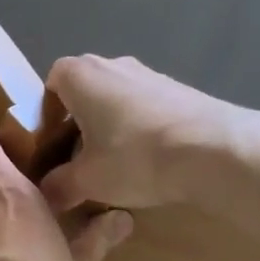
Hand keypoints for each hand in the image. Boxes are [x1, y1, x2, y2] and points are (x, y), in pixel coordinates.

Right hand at [39, 55, 233, 212]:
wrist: (215, 150)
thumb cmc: (135, 156)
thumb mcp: (87, 181)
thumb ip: (58, 186)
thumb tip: (45, 196)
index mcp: (81, 75)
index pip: (51, 82)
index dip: (47, 113)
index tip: (51, 144)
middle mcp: (113, 64)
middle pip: (85, 90)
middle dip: (78, 122)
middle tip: (78, 158)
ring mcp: (151, 74)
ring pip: (116, 98)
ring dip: (110, 126)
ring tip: (115, 164)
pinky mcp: (180, 90)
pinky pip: (146, 107)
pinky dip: (139, 129)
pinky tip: (148, 161)